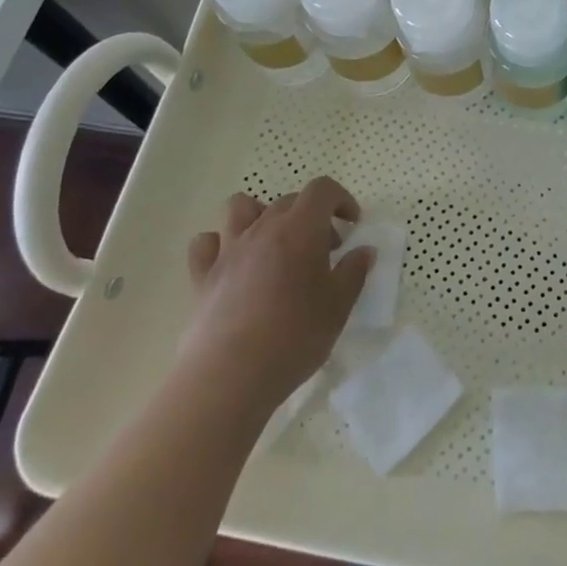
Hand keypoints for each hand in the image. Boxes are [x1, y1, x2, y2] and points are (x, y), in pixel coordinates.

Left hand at [181, 177, 371, 407]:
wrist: (231, 375)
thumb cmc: (295, 336)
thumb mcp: (339, 306)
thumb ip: (354, 271)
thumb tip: (364, 251)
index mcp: (300, 229)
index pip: (322, 190)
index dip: (341, 199)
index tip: (352, 225)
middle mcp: (262, 229)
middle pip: (288, 200)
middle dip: (312, 216)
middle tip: (325, 251)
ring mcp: (228, 250)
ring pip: (240, 208)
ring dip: (261, 215)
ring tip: (275, 244)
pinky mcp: (203, 277)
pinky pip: (206, 244)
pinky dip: (220, 244)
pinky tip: (234, 263)